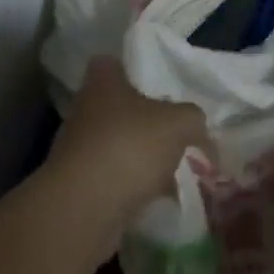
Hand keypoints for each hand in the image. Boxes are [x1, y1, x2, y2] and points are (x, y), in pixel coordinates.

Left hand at [46, 56, 206, 230]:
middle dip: (145, 120)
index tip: (155, 83)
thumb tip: (196, 128)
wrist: (84, 210)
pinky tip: (157, 197)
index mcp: (103, 83)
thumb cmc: (131, 146)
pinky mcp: (76, 188)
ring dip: (140, 156)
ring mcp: (77, 151)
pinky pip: (112, 179)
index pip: (111, 63)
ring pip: (117, 145)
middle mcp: (84, 111)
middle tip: (174, 131)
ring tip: (173, 170)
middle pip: (118, 107)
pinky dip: (132, 187)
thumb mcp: (181, 123)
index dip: (132, 69)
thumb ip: (193, 119)